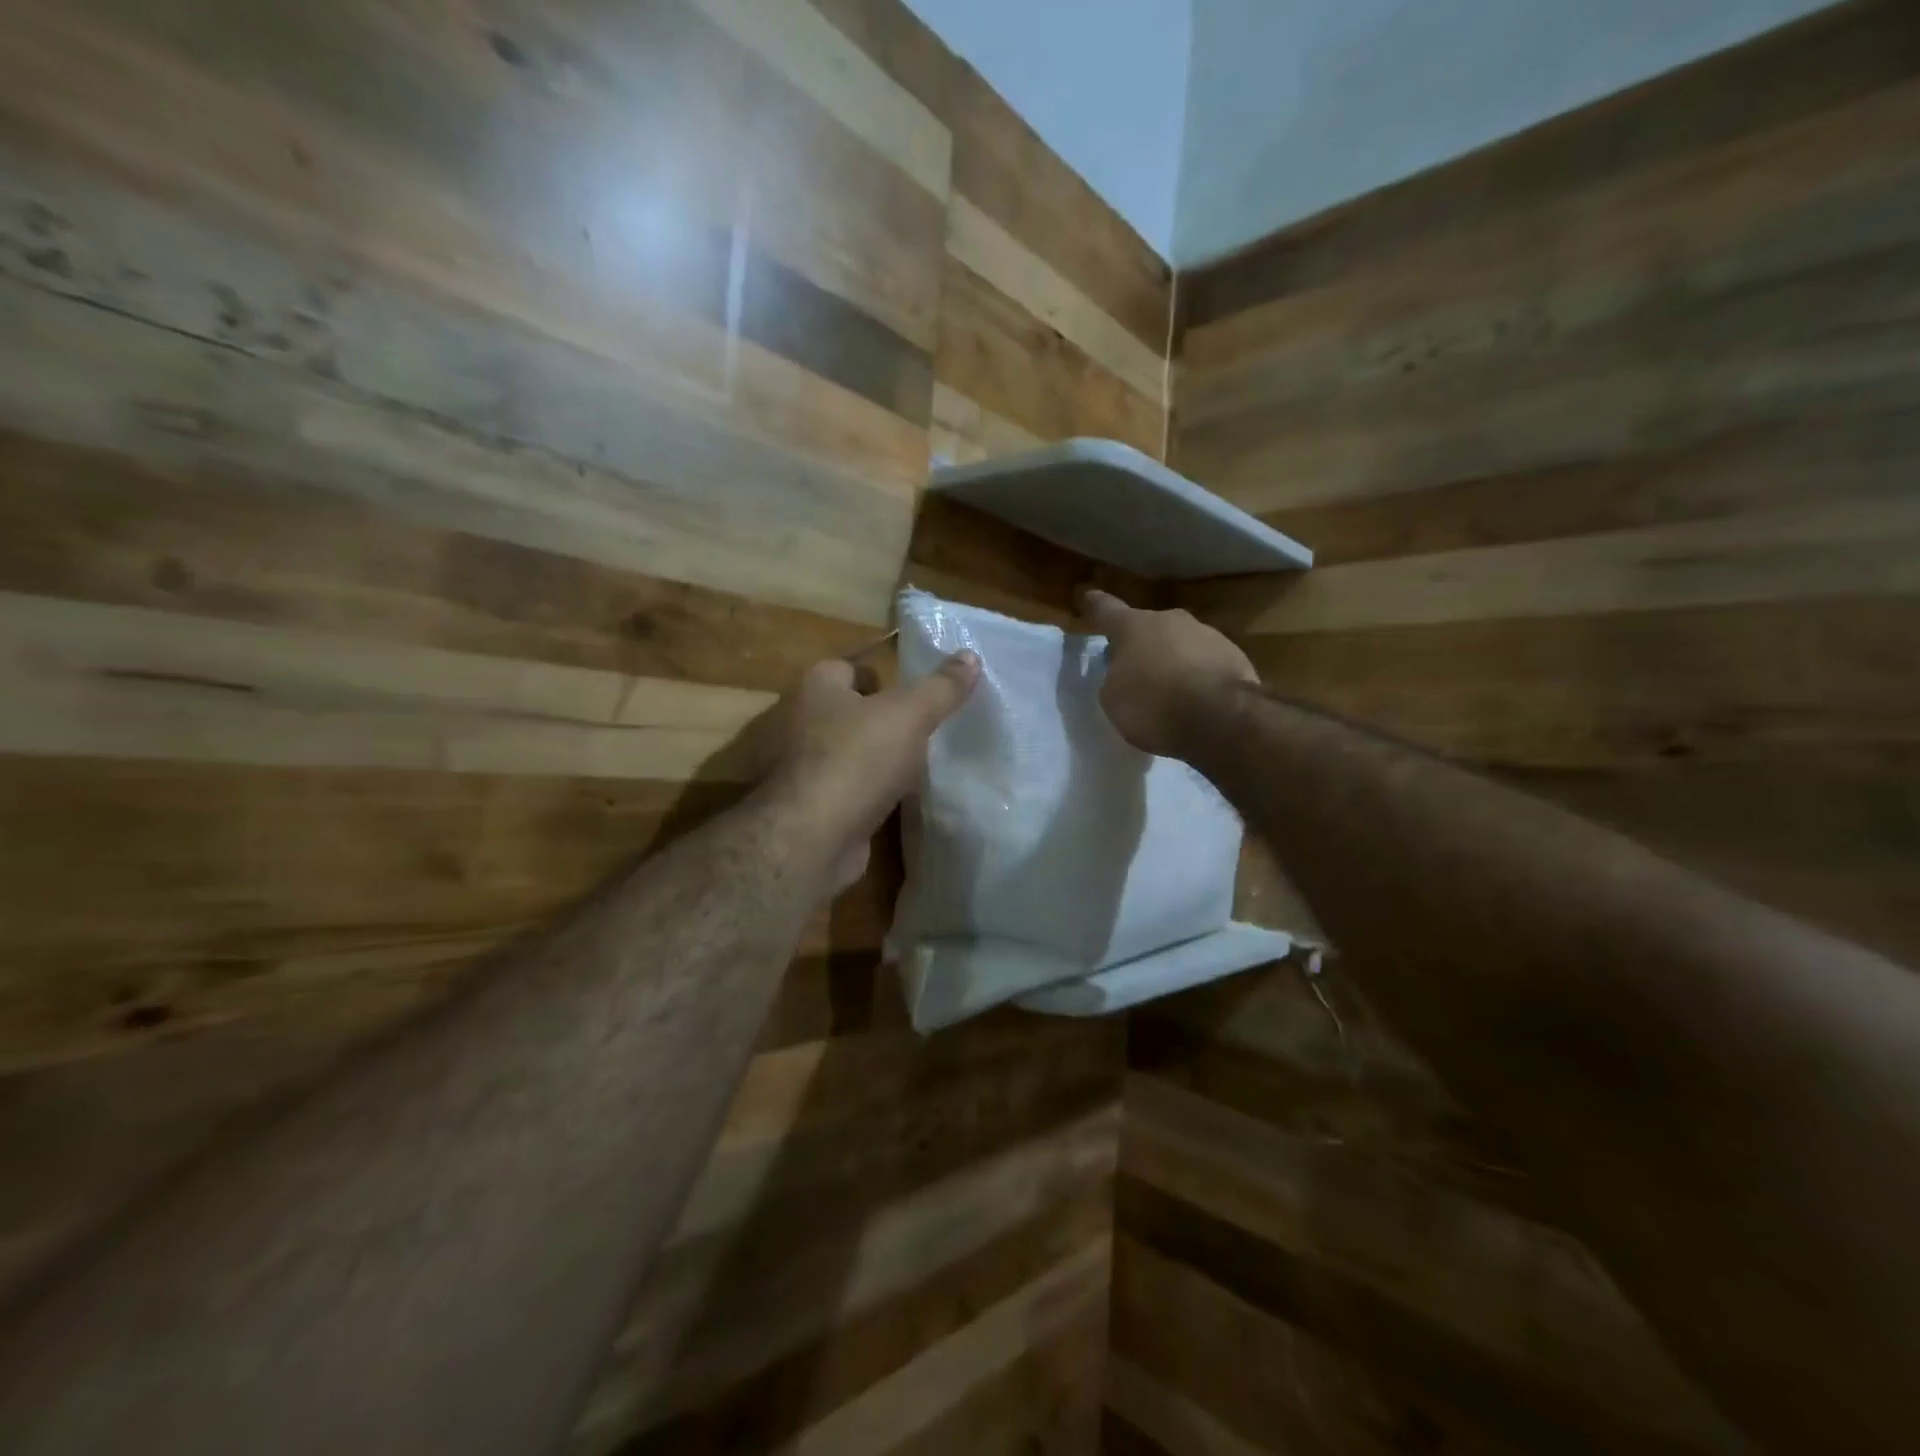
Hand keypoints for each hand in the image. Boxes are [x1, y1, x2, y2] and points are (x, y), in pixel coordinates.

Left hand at [753, 650, 980, 890]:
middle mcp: (797, 722)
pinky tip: (892, 800)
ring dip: (872, 759)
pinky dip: (863, 793)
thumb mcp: (909, 715)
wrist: (811, 839)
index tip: (913, 697)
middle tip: (920, 732)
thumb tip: (971, 656)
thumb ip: (941, 687)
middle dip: (878, 720)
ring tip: (913, 767)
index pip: (846, 668)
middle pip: (845, 711)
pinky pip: (842, 789)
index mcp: (815, 688)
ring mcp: (797, 768)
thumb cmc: (856, 760)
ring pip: (843, 752)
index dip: (881, 678)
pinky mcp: (805, 806)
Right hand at [1080, 589, 1257, 758]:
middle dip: (1140, 644)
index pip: (1106, 610)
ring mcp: (1207, 634)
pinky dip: (1198, 676)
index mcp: (1133, 627)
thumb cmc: (1154, 705)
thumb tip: (1126, 673)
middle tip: (1135, 669)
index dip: (1094, 606)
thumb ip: (1114, 679)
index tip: (1088, 597)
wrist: (1222, 718)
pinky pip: (1206, 663)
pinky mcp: (1235, 655)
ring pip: (1180, 643)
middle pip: (1148, 627)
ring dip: (1173, 660)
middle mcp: (1170, 620)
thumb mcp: (1113, 699)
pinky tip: (1197, 700)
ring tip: (1170, 691)